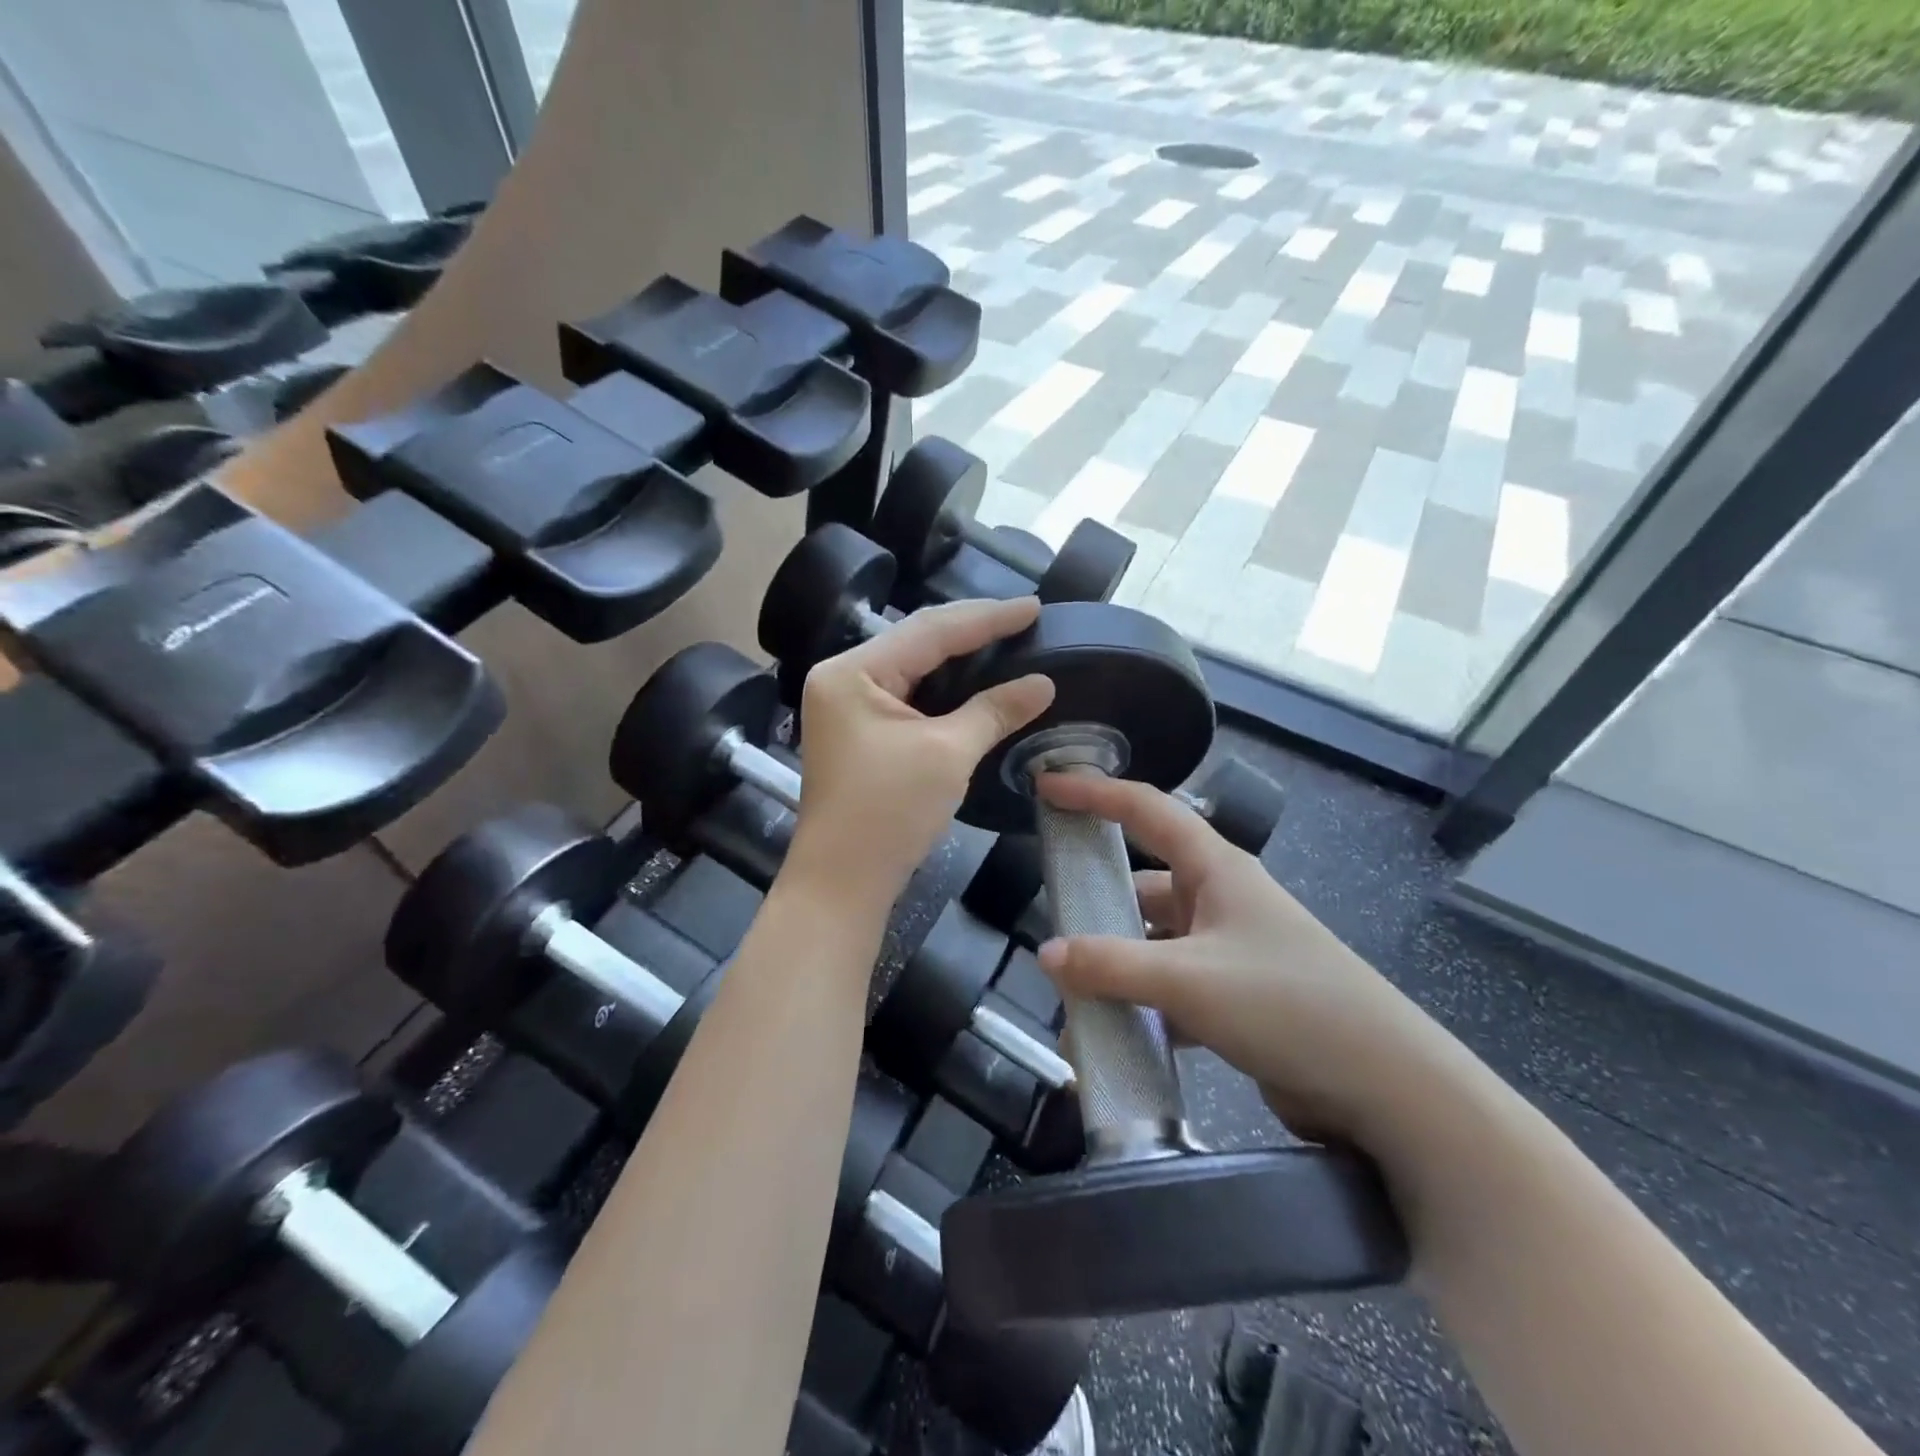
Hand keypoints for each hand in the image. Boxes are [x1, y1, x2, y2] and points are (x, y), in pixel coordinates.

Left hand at [789, 596, 1053, 911]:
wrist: (842, 883)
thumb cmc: (888, 813)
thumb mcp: (947, 754)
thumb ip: (994, 710)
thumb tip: (1042, 683)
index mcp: (852, 672)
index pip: (929, 631)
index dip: (986, 618)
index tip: (1034, 606)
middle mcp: (843, 678)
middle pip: (917, 642)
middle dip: (972, 630)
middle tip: (1025, 618)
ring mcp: (847, 705)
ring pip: (913, 667)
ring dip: (959, 657)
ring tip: (1008, 639)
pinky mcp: (859, 731)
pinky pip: (908, 695)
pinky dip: (944, 688)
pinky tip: (976, 679)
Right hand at [1032, 772, 1459, 1149]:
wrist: (1387, 1087)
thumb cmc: (1288, 1004)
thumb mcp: (1189, 980)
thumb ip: (1111, 966)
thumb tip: (1044, 956)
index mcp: (1215, 868)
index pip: (1144, 808)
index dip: (1093, 791)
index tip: (1045, 785)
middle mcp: (1220, 899)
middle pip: (1143, 882)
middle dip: (1097, 899)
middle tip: (1049, 915)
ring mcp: (1229, 949)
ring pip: (1153, 941)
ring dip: (1116, 963)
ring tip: (1070, 990)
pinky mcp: (1235, 996)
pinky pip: (1171, 987)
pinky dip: (1141, 1004)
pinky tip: (1112, 1033)